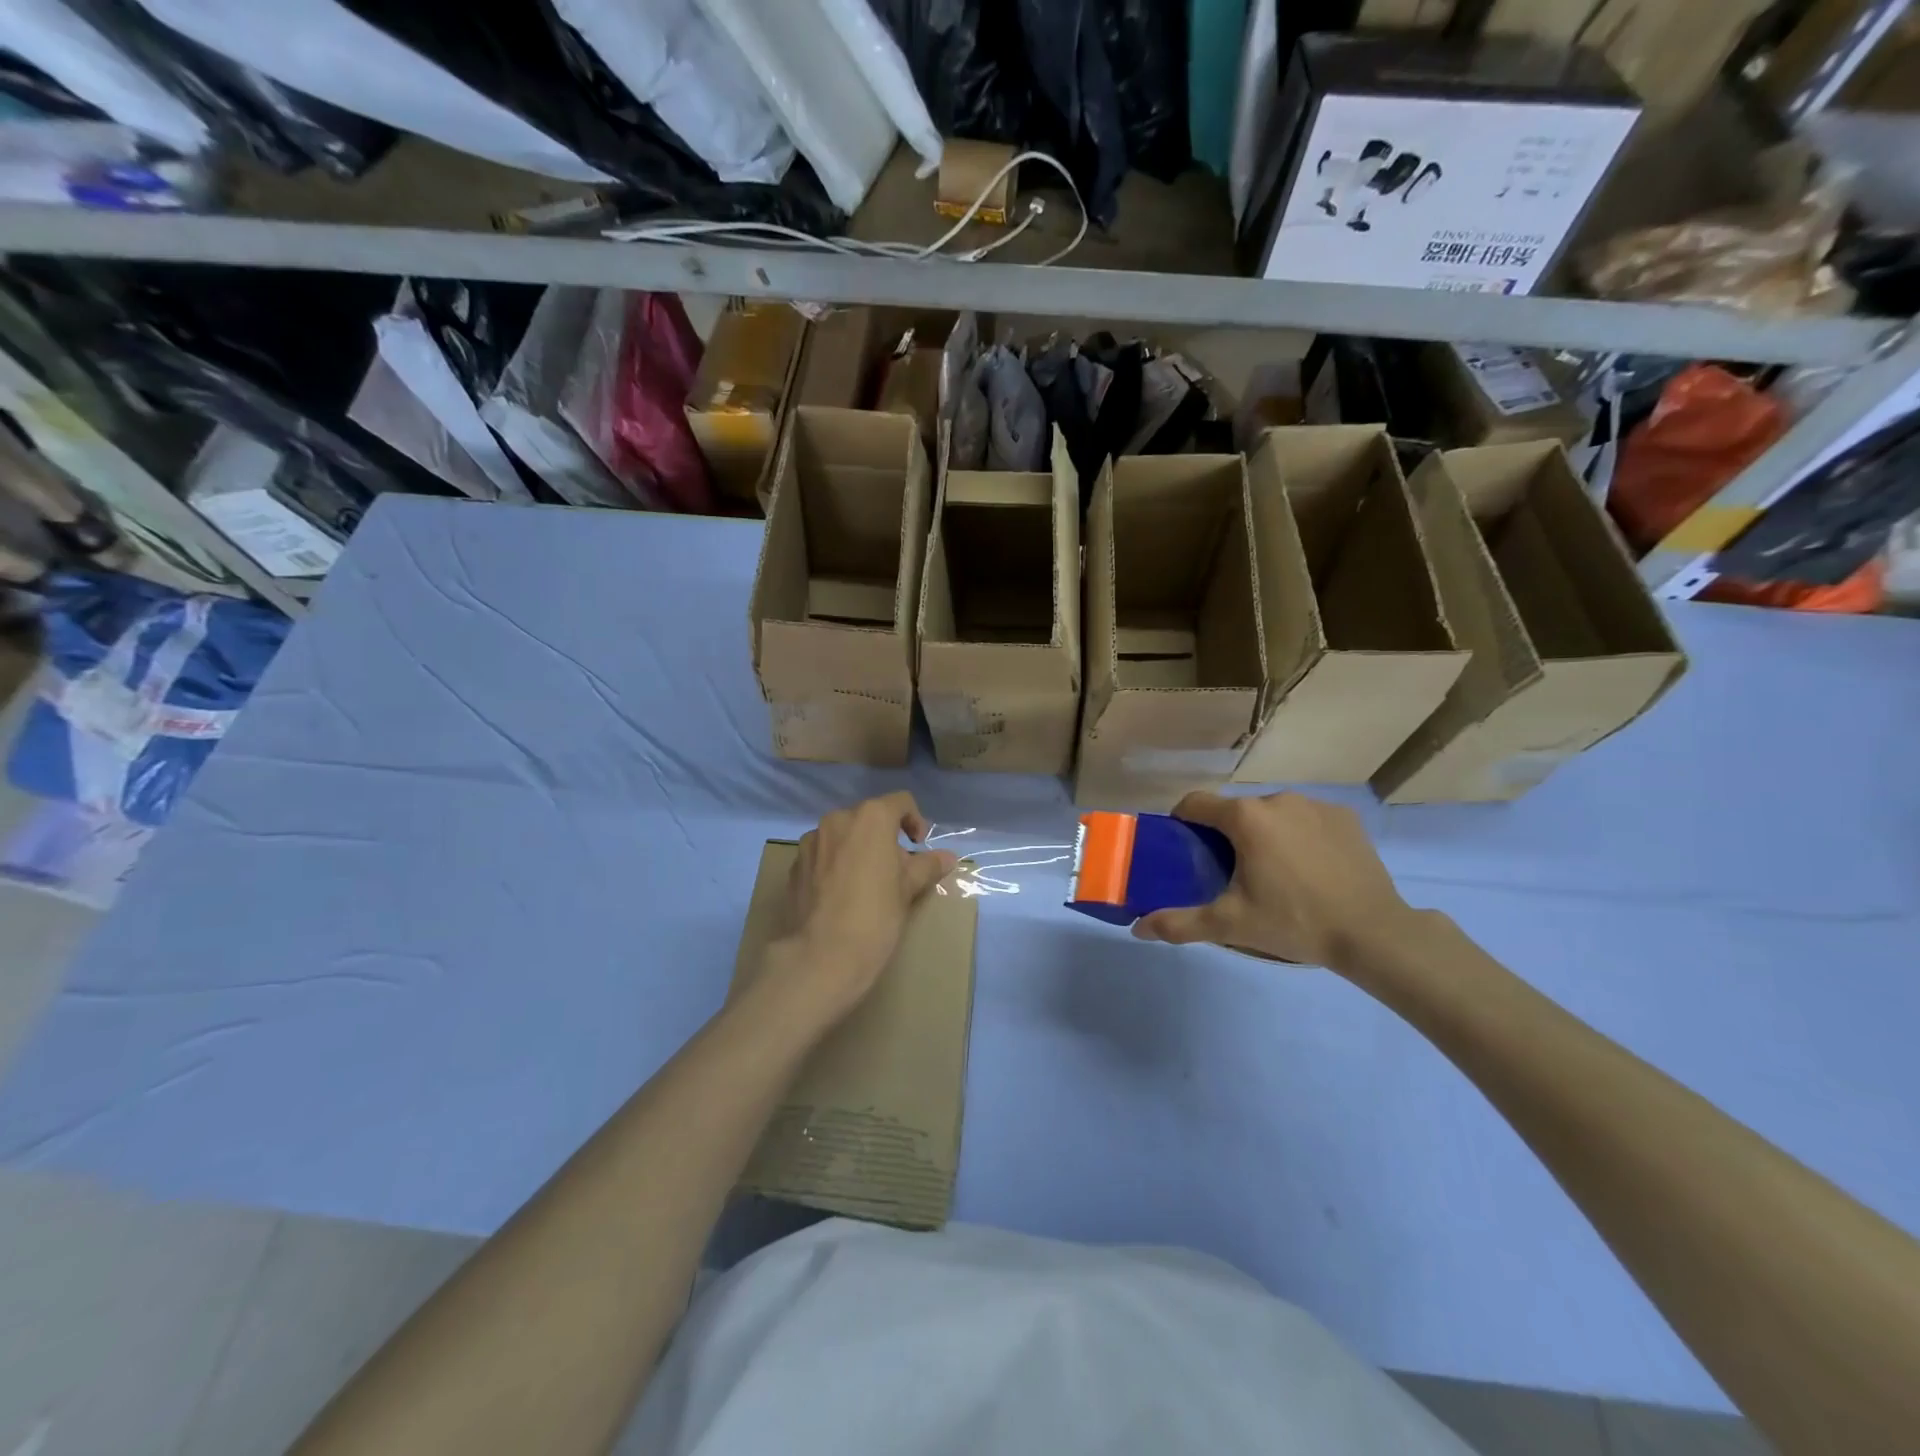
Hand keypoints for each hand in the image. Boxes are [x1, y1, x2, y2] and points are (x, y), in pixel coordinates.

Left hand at [767, 792, 957, 1028]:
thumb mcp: (909, 890)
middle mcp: (837, 820)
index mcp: (870, 818)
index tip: (919, 849)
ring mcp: (812, 842)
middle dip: (885, 838)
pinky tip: (841, 896)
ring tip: (867, 884)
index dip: (915, 822)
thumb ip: (928, 866)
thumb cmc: (875, 916)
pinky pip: (823, 855)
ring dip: (858, 849)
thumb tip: (948, 857)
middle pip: (869, 818)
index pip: (900, 802)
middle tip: (896, 871)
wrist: (821, 956)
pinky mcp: (795, 865)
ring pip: (843, 836)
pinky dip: (836, 865)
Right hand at [1133, 791, 1413, 970]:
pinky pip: (1306, 819)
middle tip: (1230, 873)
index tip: (1184, 849)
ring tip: (1274, 874)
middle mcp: (1277, 799)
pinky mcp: (1344, 817)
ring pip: (1272, 814)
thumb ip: (1180, 923)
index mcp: (1245, 817)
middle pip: (1235, 811)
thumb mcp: (1231, 925)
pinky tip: (1310, 869)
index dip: (1182, 823)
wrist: (1374, 932)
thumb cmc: (1294, 921)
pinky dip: (1299, 836)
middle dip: (1226, 835)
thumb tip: (1138, 928)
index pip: (1195, 803)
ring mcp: (1314, 805)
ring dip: (1264, 834)